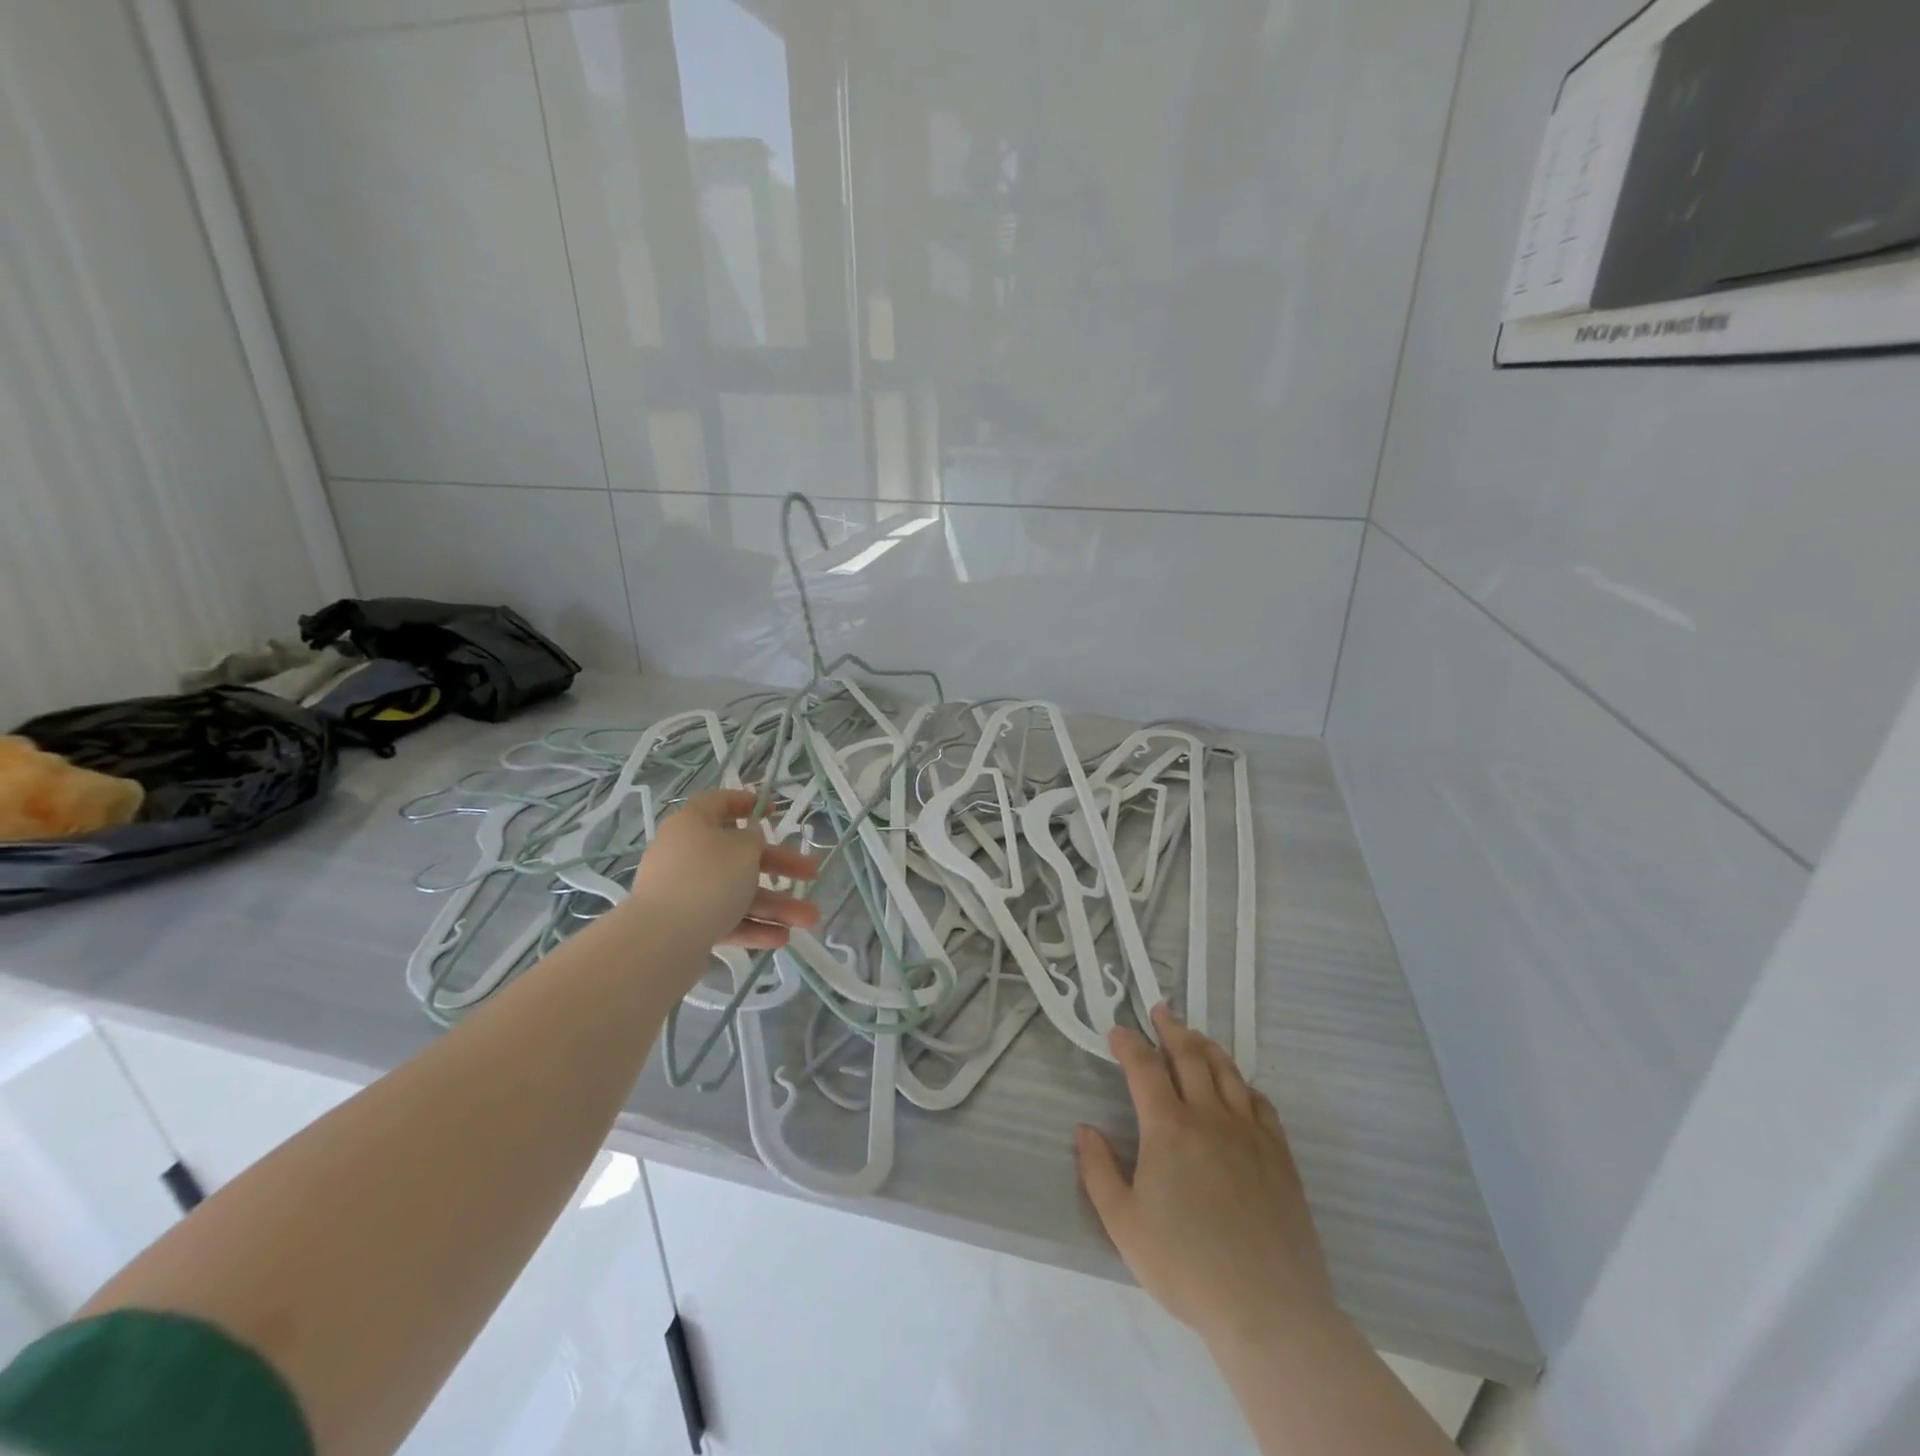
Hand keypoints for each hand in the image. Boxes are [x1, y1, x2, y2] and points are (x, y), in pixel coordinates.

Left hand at [627, 789, 820, 951]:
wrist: (662, 940)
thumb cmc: (709, 879)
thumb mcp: (743, 850)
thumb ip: (753, 839)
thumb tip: (749, 837)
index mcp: (693, 825)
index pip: (719, 803)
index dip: (747, 803)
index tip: (775, 812)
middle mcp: (686, 855)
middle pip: (740, 855)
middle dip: (782, 868)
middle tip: (813, 874)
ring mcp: (685, 892)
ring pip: (738, 893)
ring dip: (776, 905)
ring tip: (810, 920)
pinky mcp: (687, 925)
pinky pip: (726, 919)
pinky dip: (753, 927)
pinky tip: (782, 939)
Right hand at [1076, 1004, 1339, 1353]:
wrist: (1269, 1309)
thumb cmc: (1186, 1266)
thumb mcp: (1124, 1224)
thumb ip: (1098, 1171)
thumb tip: (1085, 1129)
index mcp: (1168, 1127)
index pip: (1144, 1067)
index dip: (1128, 1043)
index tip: (1116, 1031)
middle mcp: (1210, 1116)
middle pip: (1189, 1055)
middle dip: (1170, 1028)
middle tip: (1160, 1011)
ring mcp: (1250, 1132)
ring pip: (1227, 1071)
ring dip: (1206, 1046)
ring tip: (1194, 1035)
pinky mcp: (1280, 1155)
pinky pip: (1259, 1102)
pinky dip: (1242, 1083)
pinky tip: (1237, 1087)